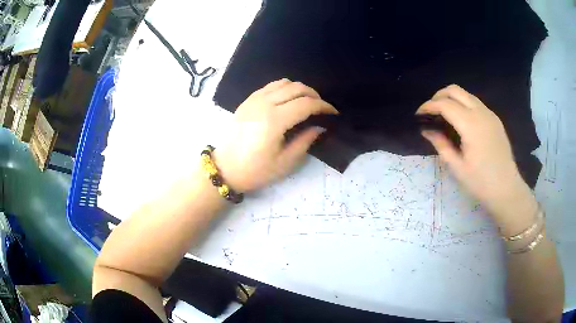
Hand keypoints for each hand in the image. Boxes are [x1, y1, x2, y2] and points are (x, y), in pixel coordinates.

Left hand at [215, 79, 337, 191]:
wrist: (225, 168)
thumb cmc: (255, 171)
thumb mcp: (285, 162)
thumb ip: (305, 141)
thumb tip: (319, 127)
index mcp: (274, 121)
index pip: (306, 104)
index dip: (323, 106)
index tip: (333, 113)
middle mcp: (264, 104)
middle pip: (297, 88)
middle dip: (314, 95)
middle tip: (321, 108)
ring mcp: (253, 100)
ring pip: (284, 83)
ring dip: (299, 89)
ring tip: (306, 102)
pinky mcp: (247, 101)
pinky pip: (270, 86)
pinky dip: (284, 88)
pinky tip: (288, 100)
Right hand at [416, 85, 534, 218]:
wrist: (507, 189)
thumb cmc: (481, 182)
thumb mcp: (457, 167)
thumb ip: (441, 144)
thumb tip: (426, 130)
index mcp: (471, 125)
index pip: (445, 104)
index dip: (428, 106)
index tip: (418, 115)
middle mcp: (481, 112)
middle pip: (455, 90)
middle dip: (439, 96)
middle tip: (430, 111)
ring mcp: (490, 114)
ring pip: (466, 94)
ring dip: (451, 98)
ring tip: (443, 114)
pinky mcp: (495, 119)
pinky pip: (475, 102)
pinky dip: (463, 104)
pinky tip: (460, 120)